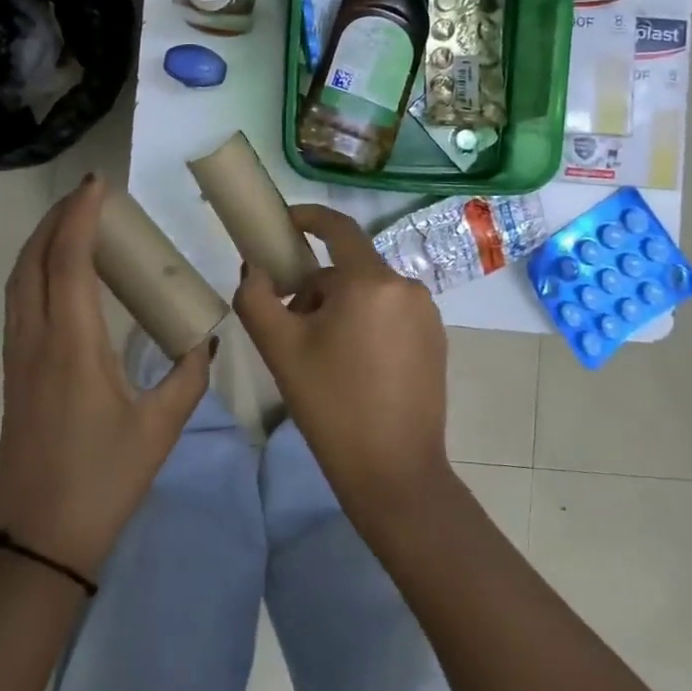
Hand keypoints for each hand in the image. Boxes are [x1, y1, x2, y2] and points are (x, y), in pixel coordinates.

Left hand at [0, 175, 210, 578]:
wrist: (36, 544)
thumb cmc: (101, 482)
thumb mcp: (159, 430)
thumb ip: (188, 378)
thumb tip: (208, 342)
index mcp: (71, 345)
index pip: (67, 262)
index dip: (78, 217)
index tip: (96, 186)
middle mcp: (35, 341)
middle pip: (31, 261)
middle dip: (54, 221)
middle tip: (86, 199)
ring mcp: (17, 359)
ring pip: (18, 282)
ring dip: (40, 245)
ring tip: (72, 227)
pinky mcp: (13, 376)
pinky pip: (18, 304)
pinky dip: (35, 273)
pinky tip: (60, 280)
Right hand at [234, 205, 450, 523]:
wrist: (395, 473)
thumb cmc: (332, 405)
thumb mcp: (280, 350)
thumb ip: (256, 297)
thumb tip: (256, 268)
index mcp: (371, 281)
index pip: (339, 227)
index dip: (308, 217)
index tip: (283, 223)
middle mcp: (406, 287)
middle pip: (349, 268)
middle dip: (315, 286)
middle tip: (289, 325)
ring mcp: (427, 314)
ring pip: (369, 292)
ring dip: (339, 307)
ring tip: (318, 353)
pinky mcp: (436, 341)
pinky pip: (390, 314)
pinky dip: (365, 323)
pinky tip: (352, 366)